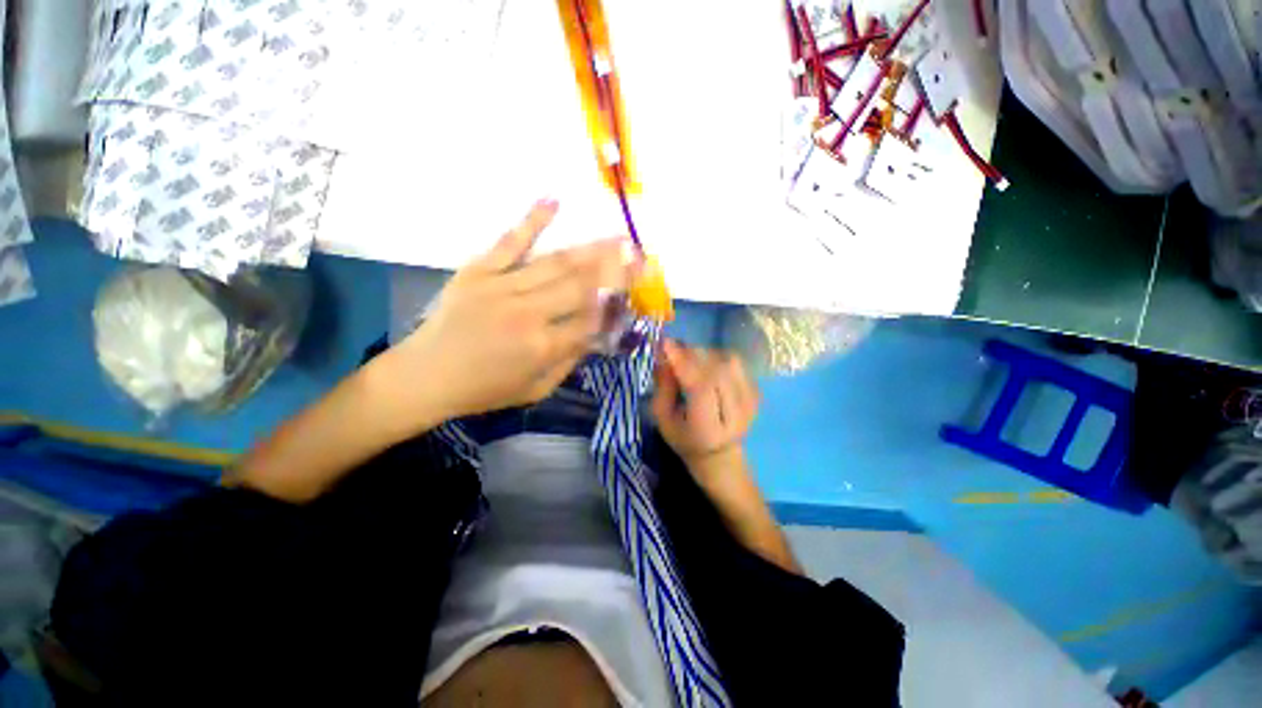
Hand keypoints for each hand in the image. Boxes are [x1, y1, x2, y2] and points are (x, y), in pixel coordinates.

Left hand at [389, 199, 632, 420]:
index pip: (591, 319)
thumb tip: (597, 333)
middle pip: (580, 285)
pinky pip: (510, 242)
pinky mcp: (478, 271)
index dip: (616, 302)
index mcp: (542, 347)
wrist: (424, 376)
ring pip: (556, 263)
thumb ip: (570, 361)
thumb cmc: (484, 390)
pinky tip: (553, 201)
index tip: (636, 286)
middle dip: (614, 268)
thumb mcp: (536, 389)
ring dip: (591, 249)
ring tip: (617, 237)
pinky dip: (532, 220)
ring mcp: (501, 287)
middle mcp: (528, 313)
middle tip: (637, 252)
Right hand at [651, 339, 759, 476]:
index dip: (684, 363)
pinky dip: (718, 357)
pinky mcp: (756, 392)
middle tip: (675, 349)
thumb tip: (664, 355)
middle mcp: (736, 415)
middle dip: (693, 354)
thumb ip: (663, 387)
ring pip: (730, 362)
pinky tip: (706, 366)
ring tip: (691, 359)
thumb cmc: (684, 437)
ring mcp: (751, 403)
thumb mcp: (663, 418)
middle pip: (718, 371)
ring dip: (706, 354)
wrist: (719, 454)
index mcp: (709, 429)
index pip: (701, 388)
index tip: (666, 343)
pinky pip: (737, 363)